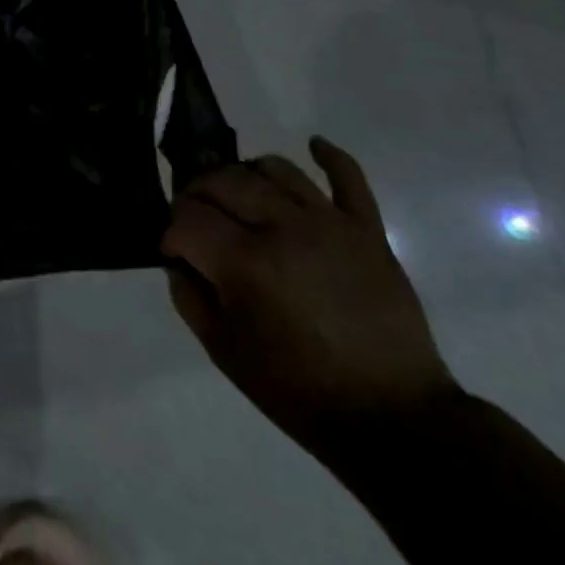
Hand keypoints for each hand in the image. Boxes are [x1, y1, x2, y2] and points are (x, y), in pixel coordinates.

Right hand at [162, 137, 457, 459]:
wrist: (393, 419)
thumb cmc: (299, 390)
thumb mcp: (224, 351)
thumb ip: (189, 296)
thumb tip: (179, 258)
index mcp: (245, 262)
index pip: (187, 218)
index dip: (171, 232)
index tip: (176, 252)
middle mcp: (283, 227)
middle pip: (223, 181)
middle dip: (197, 195)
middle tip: (197, 220)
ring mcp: (329, 223)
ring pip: (274, 168)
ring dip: (245, 175)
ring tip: (239, 196)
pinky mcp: (367, 229)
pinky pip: (348, 177)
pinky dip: (329, 156)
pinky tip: (312, 146)